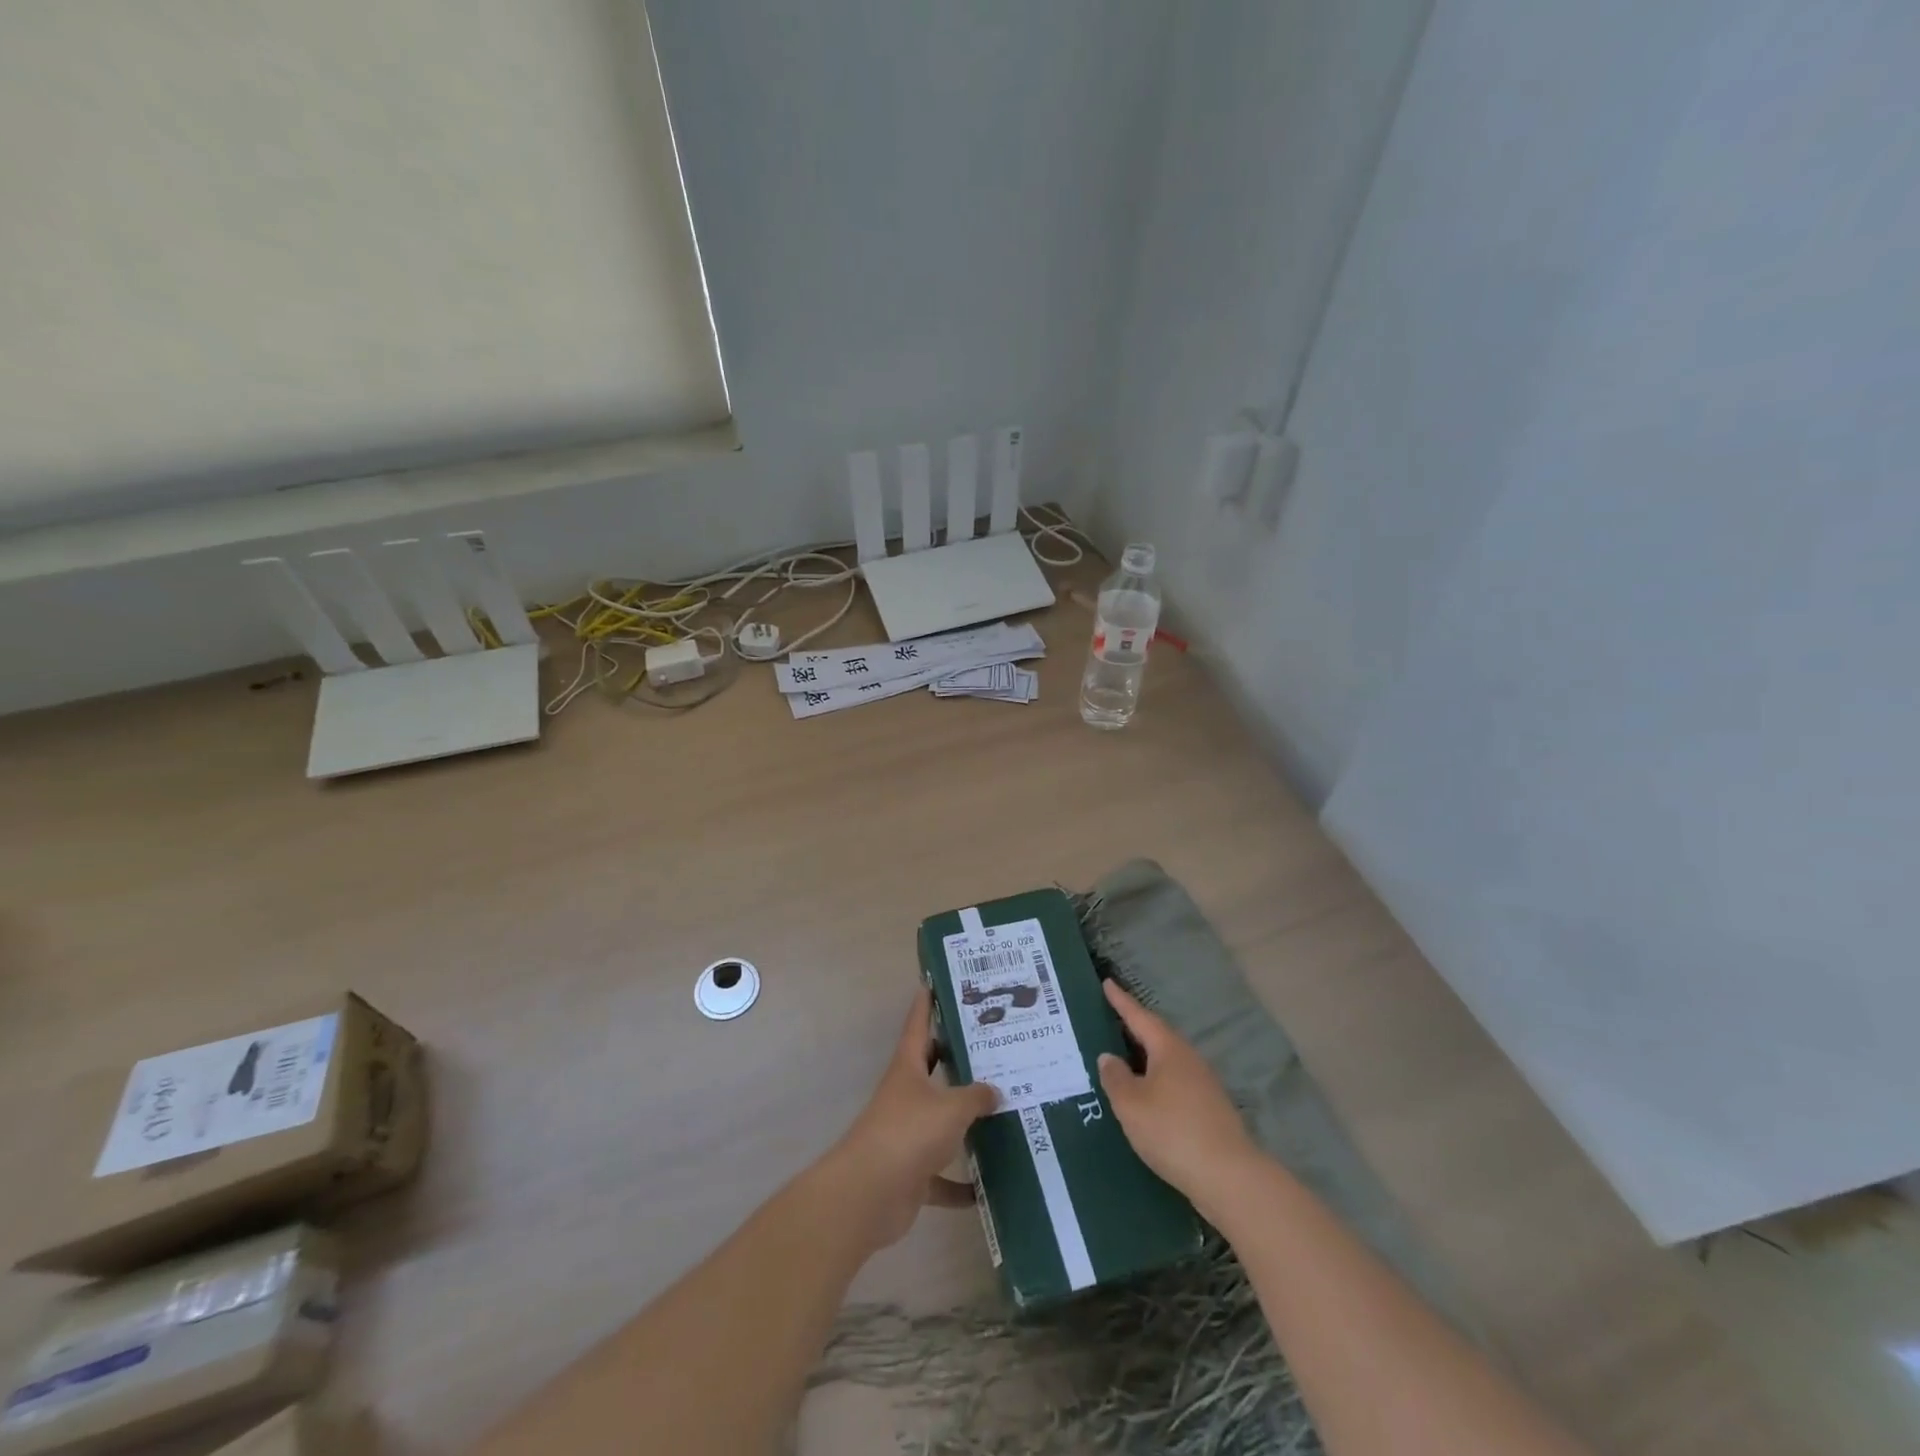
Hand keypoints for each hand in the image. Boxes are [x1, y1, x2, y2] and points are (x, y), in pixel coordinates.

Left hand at [828, 989, 998, 1249]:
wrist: (869, 1194)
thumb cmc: (909, 1133)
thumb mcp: (951, 1108)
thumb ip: (977, 1096)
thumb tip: (995, 1091)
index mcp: (908, 1068)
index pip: (918, 1026)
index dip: (926, 1004)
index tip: (933, 983)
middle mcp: (906, 1096)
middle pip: (931, 1070)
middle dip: (955, 1060)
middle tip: (989, 1048)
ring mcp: (906, 1135)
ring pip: (940, 1122)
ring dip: (964, 1123)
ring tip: (1000, 1112)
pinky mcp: (911, 1174)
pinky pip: (941, 1177)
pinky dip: (960, 1184)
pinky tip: (987, 1188)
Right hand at [1097, 981, 1259, 1210]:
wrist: (1229, 1176)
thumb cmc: (1172, 1130)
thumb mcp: (1131, 1104)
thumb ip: (1115, 1078)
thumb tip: (1109, 1057)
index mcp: (1168, 1049)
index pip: (1139, 1017)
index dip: (1121, 1001)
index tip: (1107, 982)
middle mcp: (1188, 1059)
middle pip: (1157, 1036)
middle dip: (1134, 1028)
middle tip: (1111, 1020)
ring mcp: (1203, 1084)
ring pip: (1167, 1061)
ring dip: (1145, 1057)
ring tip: (1123, 1059)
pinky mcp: (1209, 1109)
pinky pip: (1174, 1082)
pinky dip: (1156, 1081)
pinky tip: (1146, 1096)